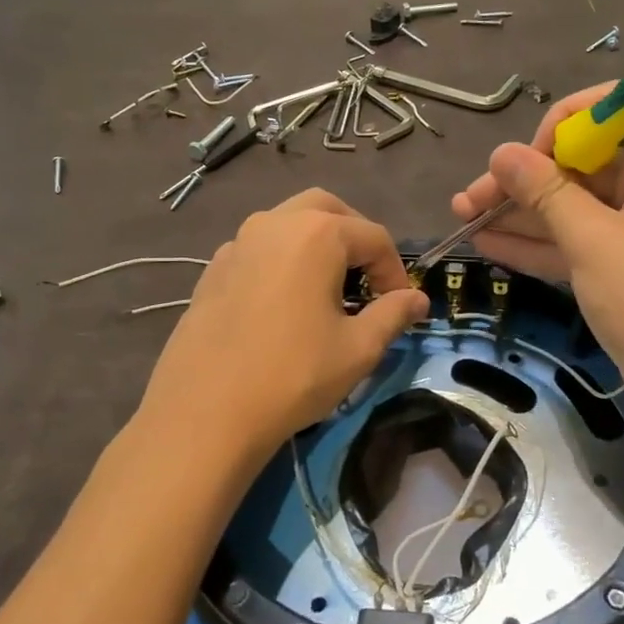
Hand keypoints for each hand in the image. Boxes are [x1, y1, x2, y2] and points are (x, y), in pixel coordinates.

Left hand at [139, 189, 428, 465]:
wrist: (205, 411)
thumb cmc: (293, 375)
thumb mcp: (358, 348)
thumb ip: (393, 314)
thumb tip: (418, 300)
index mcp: (316, 233)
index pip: (374, 237)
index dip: (396, 271)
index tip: (401, 307)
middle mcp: (274, 223)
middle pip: (328, 211)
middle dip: (355, 239)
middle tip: (367, 280)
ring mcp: (237, 243)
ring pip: (288, 224)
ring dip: (316, 245)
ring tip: (328, 291)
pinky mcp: (212, 269)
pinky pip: (259, 250)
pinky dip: (282, 261)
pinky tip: (283, 305)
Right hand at [451, 83, 623, 433]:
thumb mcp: (592, 243)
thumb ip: (544, 191)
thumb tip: (501, 152)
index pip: (609, 112)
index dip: (554, 132)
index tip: (516, 164)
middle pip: (584, 164)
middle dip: (523, 182)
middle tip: (467, 200)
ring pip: (578, 205)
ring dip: (522, 214)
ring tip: (462, 218)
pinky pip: (584, 238)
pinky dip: (543, 242)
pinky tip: (488, 242)